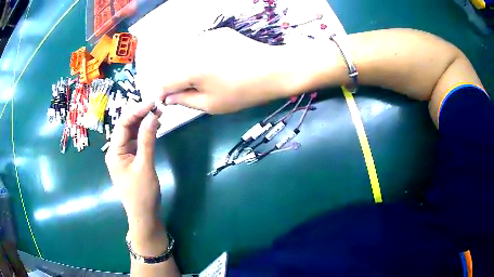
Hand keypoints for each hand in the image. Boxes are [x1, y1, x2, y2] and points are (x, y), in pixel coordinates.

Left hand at [105, 103, 161, 231]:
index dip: (136, 111)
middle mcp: (116, 150)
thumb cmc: (142, 194)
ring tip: (158, 114)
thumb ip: (147, 140)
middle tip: (158, 107)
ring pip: (131, 133)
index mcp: (114, 152)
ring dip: (143, 123)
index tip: (152, 103)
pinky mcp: (131, 159)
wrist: (144, 216)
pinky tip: (154, 127)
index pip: (123, 124)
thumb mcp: (145, 166)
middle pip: (126, 127)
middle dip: (140, 115)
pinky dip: (145, 134)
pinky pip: (136, 142)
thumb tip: (152, 116)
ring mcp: (123, 155)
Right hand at [159, 28, 299, 113]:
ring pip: (184, 54)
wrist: (274, 70)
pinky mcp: (218, 32)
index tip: (165, 101)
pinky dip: (199, 56)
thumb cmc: (243, 92)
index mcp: (189, 69)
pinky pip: (199, 45)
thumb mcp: (211, 104)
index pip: (163, 82)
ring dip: (185, 67)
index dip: (161, 93)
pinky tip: (215, 64)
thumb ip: (184, 100)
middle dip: (173, 80)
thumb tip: (169, 98)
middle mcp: (193, 48)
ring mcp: (207, 37)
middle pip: (171, 66)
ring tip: (203, 78)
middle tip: (186, 92)